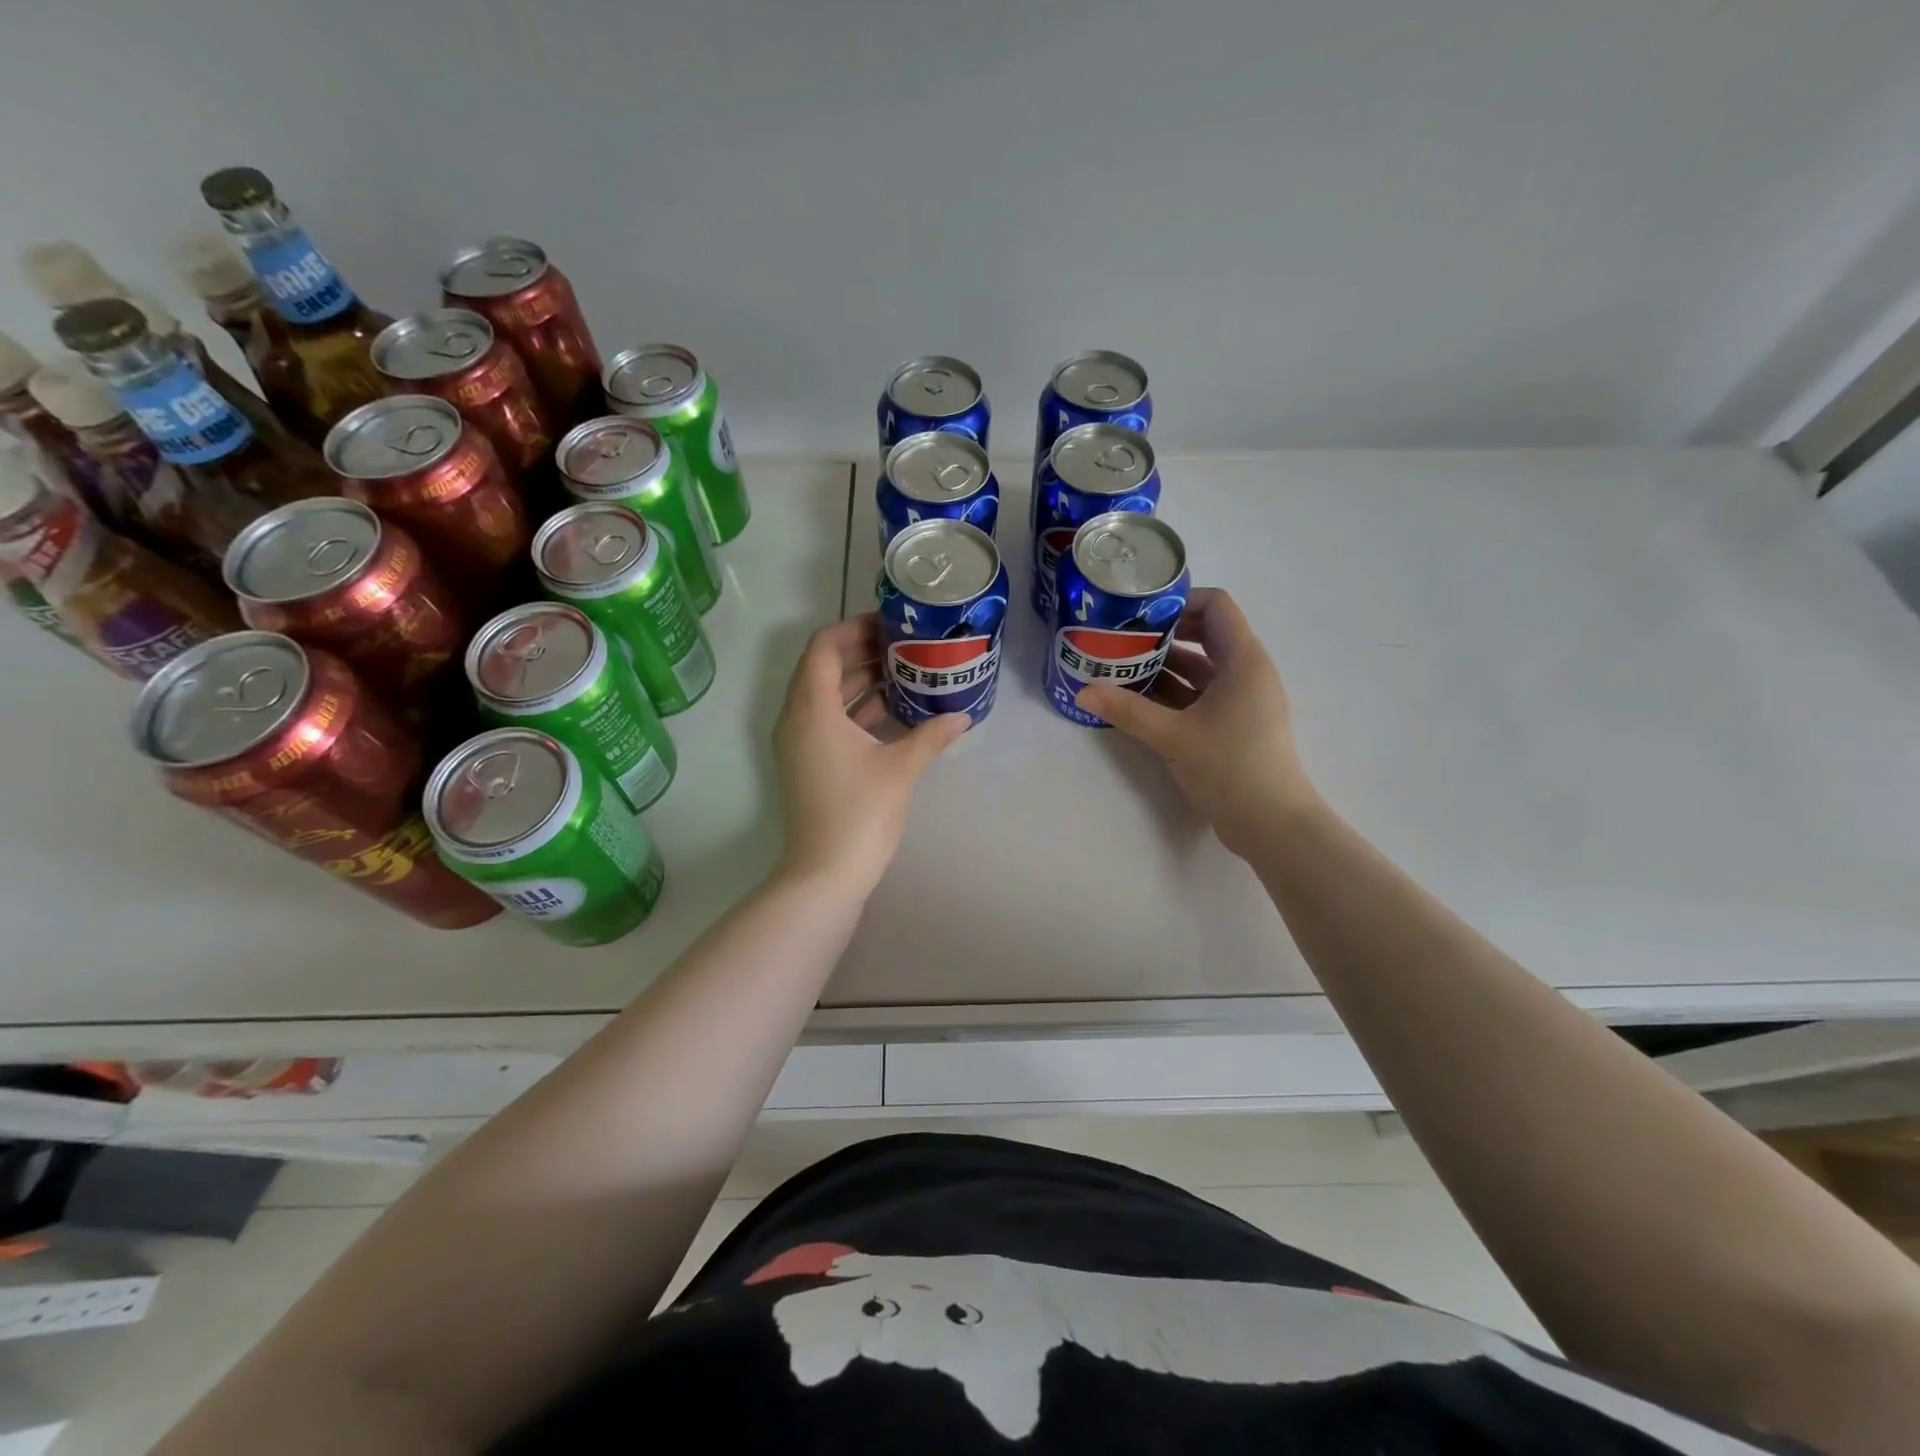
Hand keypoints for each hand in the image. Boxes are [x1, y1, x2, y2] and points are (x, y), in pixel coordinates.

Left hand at [773, 615, 968, 893]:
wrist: (825, 874)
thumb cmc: (860, 813)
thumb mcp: (901, 768)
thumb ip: (931, 735)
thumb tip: (963, 715)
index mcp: (811, 708)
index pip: (823, 646)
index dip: (855, 628)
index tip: (891, 626)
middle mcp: (796, 718)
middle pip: (823, 667)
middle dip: (862, 652)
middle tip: (905, 646)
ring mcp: (798, 742)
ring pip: (825, 695)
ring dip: (860, 680)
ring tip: (905, 672)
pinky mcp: (807, 762)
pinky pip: (827, 720)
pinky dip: (855, 709)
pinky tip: (893, 711)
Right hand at [1077, 588, 1317, 856]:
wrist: (1271, 823)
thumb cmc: (1230, 766)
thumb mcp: (1173, 736)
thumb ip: (1127, 710)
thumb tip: (1083, 692)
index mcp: (1243, 660)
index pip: (1216, 606)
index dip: (1179, 602)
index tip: (1140, 614)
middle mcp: (1245, 672)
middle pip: (1203, 635)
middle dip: (1161, 635)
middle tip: (1120, 640)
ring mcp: (1239, 700)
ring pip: (1198, 668)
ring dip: (1162, 667)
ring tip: (1119, 669)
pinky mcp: (1231, 725)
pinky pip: (1198, 695)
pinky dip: (1170, 693)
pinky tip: (1136, 701)